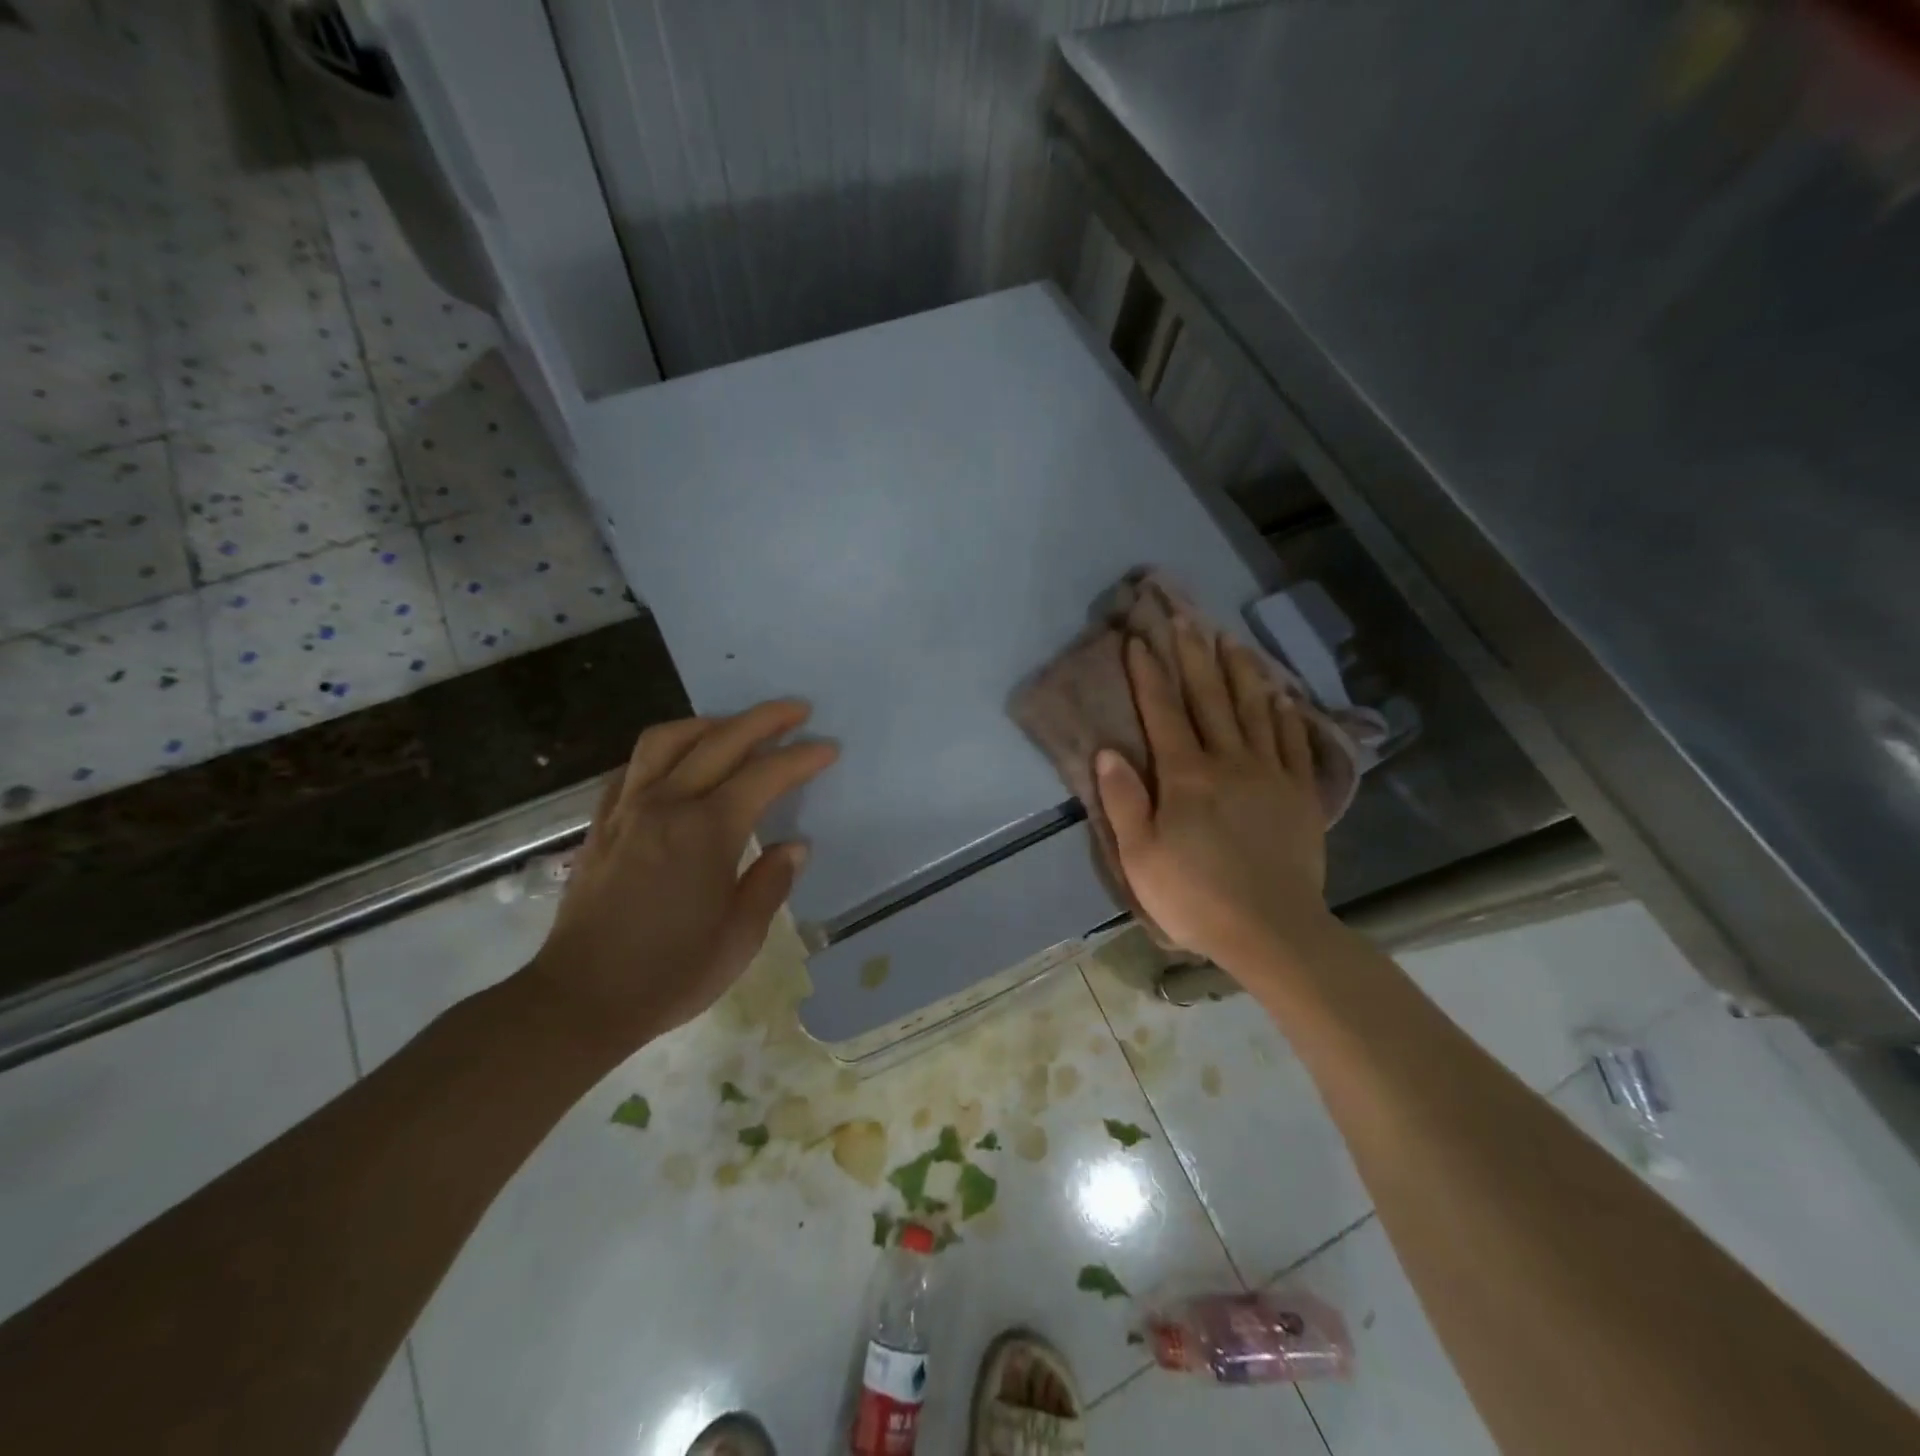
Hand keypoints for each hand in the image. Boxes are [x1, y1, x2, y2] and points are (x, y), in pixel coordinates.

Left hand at [521, 701, 837, 1064]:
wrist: (581, 999)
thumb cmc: (670, 973)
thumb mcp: (740, 938)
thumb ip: (770, 883)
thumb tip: (793, 846)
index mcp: (707, 831)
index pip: (765, 776)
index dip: (801, 758)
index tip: (828, 747)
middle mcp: (667, 805)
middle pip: (720, 741)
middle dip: (764, 720)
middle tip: (797, 710)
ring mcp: (628, 810)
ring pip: (667, 740)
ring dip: (708, 724)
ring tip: (734, 726)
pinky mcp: (602, 824)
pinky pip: (631, 767)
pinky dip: (662, 752)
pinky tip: (676, 762)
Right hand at [1095, 629, 1330, 976]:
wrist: (1273, 930)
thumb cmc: (1195, 897)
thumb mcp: (1140, 857)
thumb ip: (1124, 801)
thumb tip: (1107, 751)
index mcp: (1185, 776)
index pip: (1162, 712)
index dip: (1148, 674)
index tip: (1138, 640)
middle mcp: (1229, 761)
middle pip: (1209, 698)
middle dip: (1193, 656)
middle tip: (1185, 618)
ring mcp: (1270, 773)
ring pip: (1254, 709)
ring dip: (1241, 671)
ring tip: (1231, 640)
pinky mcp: (1300, 793)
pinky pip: (1292, 741)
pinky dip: (1284, 713)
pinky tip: (1280, 694)